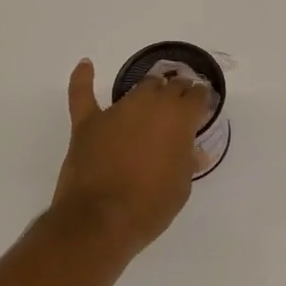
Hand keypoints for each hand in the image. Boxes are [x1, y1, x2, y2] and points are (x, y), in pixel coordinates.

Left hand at [50, 58, 210, 254]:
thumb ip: (186, 162)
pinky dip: (83, 79)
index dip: (201, 100)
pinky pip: (83, 94)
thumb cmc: (150, 206)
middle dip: (178, 93)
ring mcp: (117, 112)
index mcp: (179, 119)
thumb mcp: (181, 187)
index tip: (202, 107)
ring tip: (153, 97)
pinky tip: (86, 65)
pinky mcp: (88, 123)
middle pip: (169, 86)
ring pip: (138, 88)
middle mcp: (150, 105)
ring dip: (149, 92)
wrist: (100, 220)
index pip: (197, 96)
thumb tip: (193, 153)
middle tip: (180, 105)